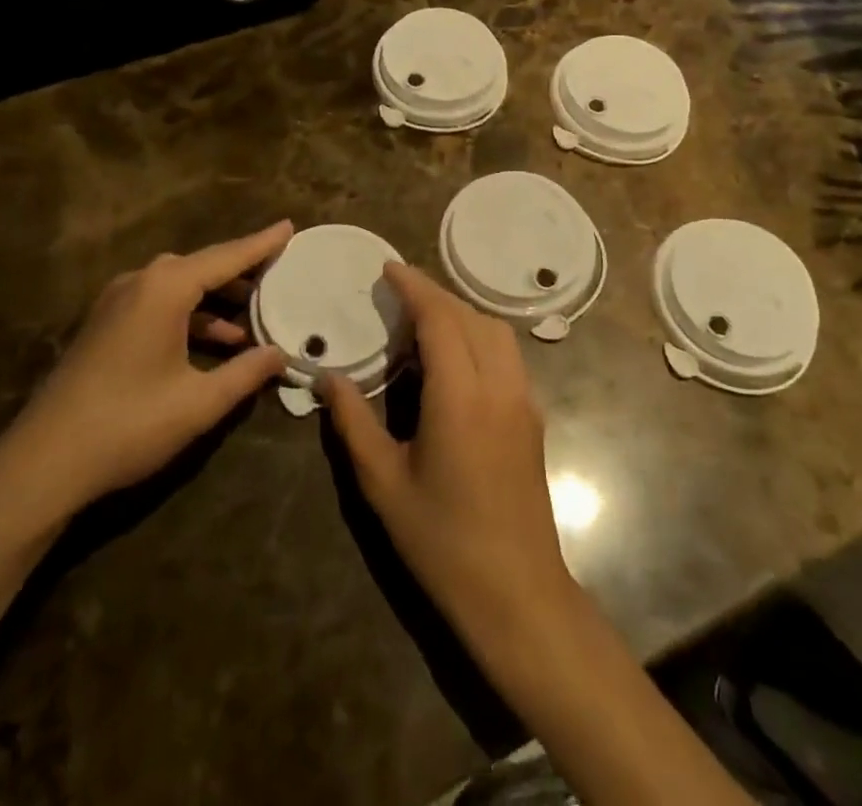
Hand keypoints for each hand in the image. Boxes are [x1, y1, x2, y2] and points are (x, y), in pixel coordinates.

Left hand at [0, 221, 294, 538]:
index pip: (226, 257)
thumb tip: (280, 355)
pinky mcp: (104, 326)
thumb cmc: (129, 424)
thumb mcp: (199, 402)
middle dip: (241, 272)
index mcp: (165, 288)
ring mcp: (116, 303)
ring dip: (216, 298)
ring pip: (179, 286)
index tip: (289, 226)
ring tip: (252, 317)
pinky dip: (190, 314)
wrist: (41, 463)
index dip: (262, 244)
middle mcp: (140, 282)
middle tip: (277, 276)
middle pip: (202, 266)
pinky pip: (159, 304)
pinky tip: (213, 342)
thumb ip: (246, 373)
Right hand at [324, 264, 574, 650]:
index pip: (440, 318)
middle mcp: (498, 386)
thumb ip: (353, 423)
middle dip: (435, 294)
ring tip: (423, 320)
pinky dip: (479, 336)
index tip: (388, 269)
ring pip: (495, 332)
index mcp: (460, 396)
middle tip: (397, 293)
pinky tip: (454, 357)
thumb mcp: (383, 484)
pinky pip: (507, 355)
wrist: (517, 593)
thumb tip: (328, 377)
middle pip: (470, 316)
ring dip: (460, 313)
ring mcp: (523, 400)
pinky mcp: (532, 417)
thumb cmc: (442, 541)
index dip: (414, 287)